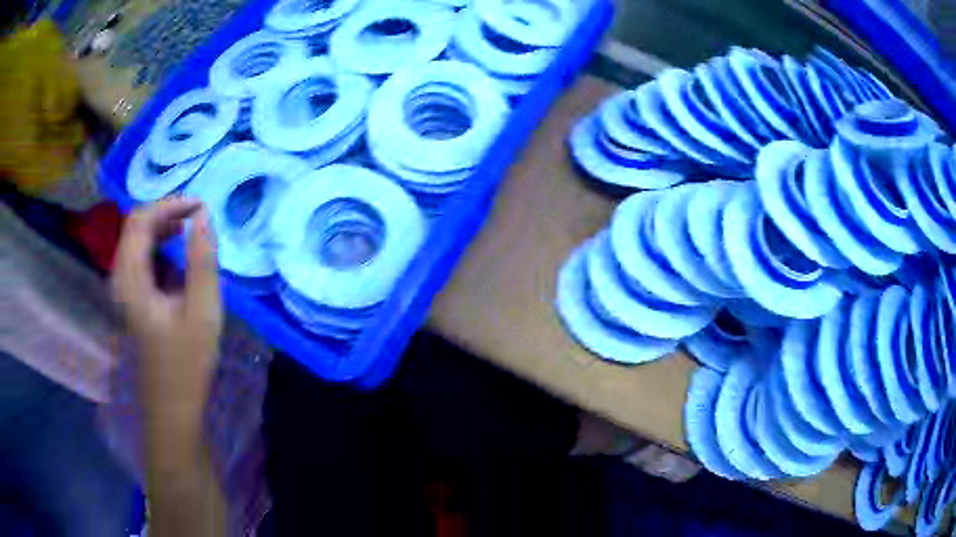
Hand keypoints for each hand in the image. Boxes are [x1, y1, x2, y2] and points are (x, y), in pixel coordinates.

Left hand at [112, 198, 227, 535]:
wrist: (172, 408)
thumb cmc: (186, 363)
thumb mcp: (202, 311)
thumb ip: (202, 260)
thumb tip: (203, 216)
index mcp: (131, 279)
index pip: (140, 220)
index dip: (169, 204)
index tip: (200, 207)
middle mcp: (120, 278)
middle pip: (135, 226)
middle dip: (166, 213)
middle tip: (197, 218)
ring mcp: (123, 289)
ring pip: (136, 241)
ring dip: (162, 229)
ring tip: (190, 232)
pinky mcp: (130, 299)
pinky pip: (139, 258)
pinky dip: (158, 247)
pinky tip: (177, 258)